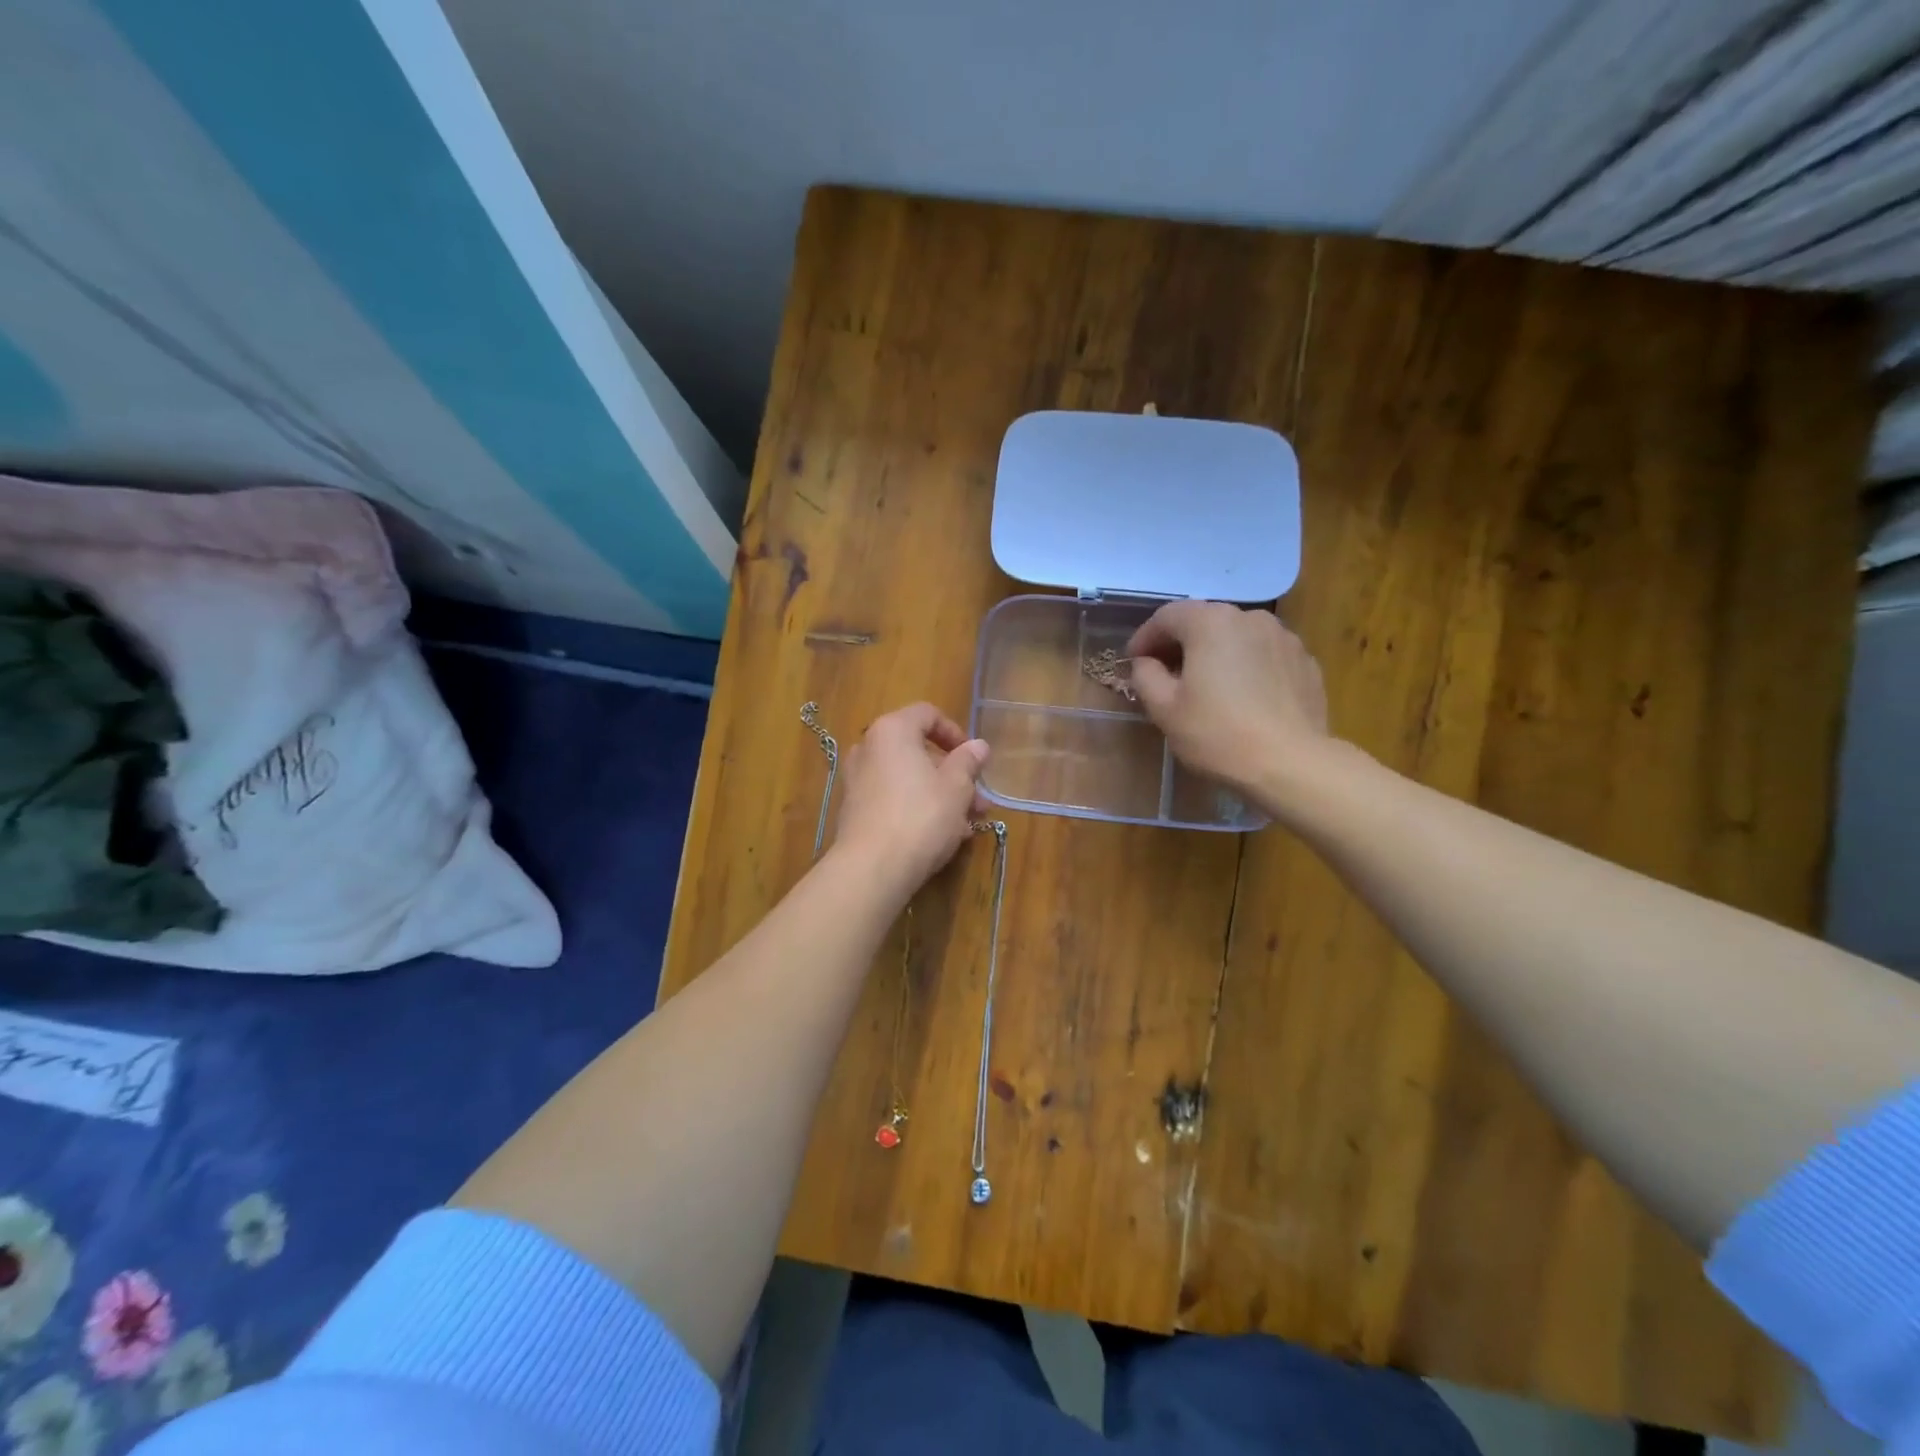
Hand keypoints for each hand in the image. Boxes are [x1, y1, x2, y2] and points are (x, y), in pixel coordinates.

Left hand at [832, 703, 988, 890]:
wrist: (872, 868)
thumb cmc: (921, 816)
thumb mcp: (956, 787)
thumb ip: (968, 762)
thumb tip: (978, 746)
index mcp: (892, 730)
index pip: (927, 714)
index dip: (955, 733)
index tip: (974, 760)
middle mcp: (868, 748)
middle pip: (918, 750)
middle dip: (952, 774)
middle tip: (978, 800)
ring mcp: (857, 780)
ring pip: (908, 778)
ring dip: (939, 794)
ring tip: (967, 824)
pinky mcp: (854, 810)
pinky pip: (892, 798)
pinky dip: (916, 808)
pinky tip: (941, 836)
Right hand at [1127, 601, 1334, 812]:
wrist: (1290, 763)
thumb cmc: (1217, 734)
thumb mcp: (1164, 709)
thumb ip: (1146, 676)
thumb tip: (1146, 663)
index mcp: (1210, 623)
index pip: (1167, 616)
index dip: (1145, 637)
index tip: (1133, 661)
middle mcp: (1249, 618)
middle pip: (1204, 621)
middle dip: (1180, 643)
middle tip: (1165, 673)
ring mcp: (1283, 637)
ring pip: (1236, 636)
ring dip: (1215, 652)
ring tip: (1206, 684)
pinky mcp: (1305, 661)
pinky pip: (1263, 654)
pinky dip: (1246, 665)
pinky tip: (1242, 696)